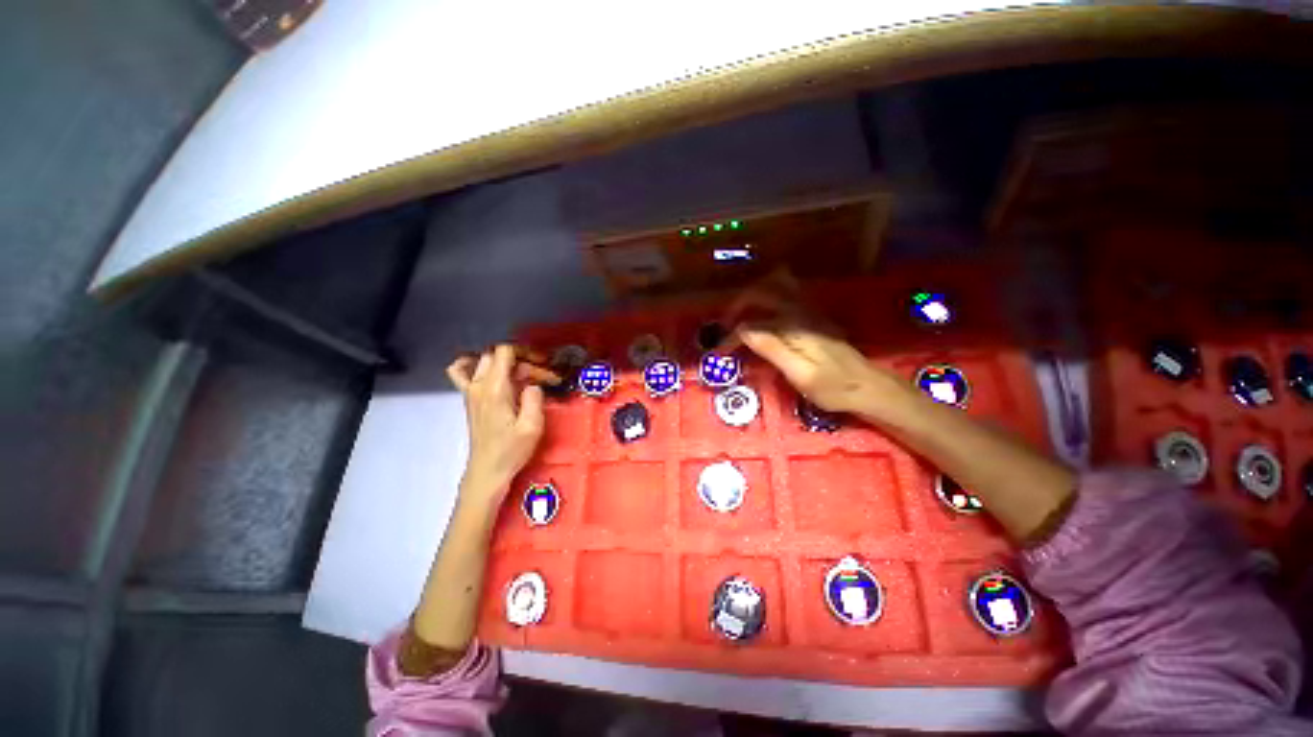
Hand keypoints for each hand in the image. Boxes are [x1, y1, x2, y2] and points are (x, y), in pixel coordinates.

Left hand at [447, 345, 544, 506]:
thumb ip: (535, 398)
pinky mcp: (469, 400)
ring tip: (518, 372)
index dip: (525, 352)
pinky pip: (461, 372)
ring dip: (501, 361)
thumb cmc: (511, 450)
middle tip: (539, 375)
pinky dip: (472, 365)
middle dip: (519, 358)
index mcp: (495, 389)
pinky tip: (488, 372)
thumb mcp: (532, 426)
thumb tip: (533, 384)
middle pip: (496, 355)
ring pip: (480, 360)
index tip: (543, 364)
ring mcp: (470, 392)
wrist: (487, 471)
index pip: (504, 352)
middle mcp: (479, 385)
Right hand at [722, 270, 911, 417]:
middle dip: (738, 306)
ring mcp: (808, 311)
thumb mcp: (801, 375)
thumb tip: (743, 330)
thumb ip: (772, 349)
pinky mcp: (811, 317)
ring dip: (753, 296)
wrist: (868, 386)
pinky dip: (766, 298)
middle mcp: (801, 311)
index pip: (752, 323)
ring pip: (776, 285)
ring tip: (739, 315)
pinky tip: (761, 314)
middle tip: (725, 327)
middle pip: (762, 292)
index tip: (719, 354)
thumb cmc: (834, 387)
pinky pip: (785, 293)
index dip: (731, 336)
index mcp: (794, 325)